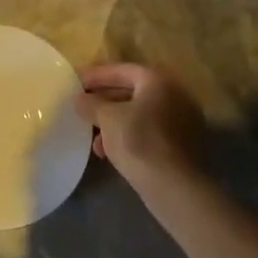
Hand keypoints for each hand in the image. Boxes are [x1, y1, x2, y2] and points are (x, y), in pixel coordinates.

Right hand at [77, 63, 205, 184]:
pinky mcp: (181, 146)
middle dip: (104, 102)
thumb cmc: (138, 141)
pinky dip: (128, 136)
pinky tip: (109, 153)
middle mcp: (174, 96)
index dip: (96, 76)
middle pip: (131, 92)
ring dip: (113, 123)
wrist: (174, 187)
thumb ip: (91, 103)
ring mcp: (181, 121)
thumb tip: (79, 98)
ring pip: (139, 115)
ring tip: (93, 140)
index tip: (76, 83)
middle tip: (82, 108)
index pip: (122, 70)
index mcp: (158, 81)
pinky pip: (148, 132)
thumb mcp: (107, 118)